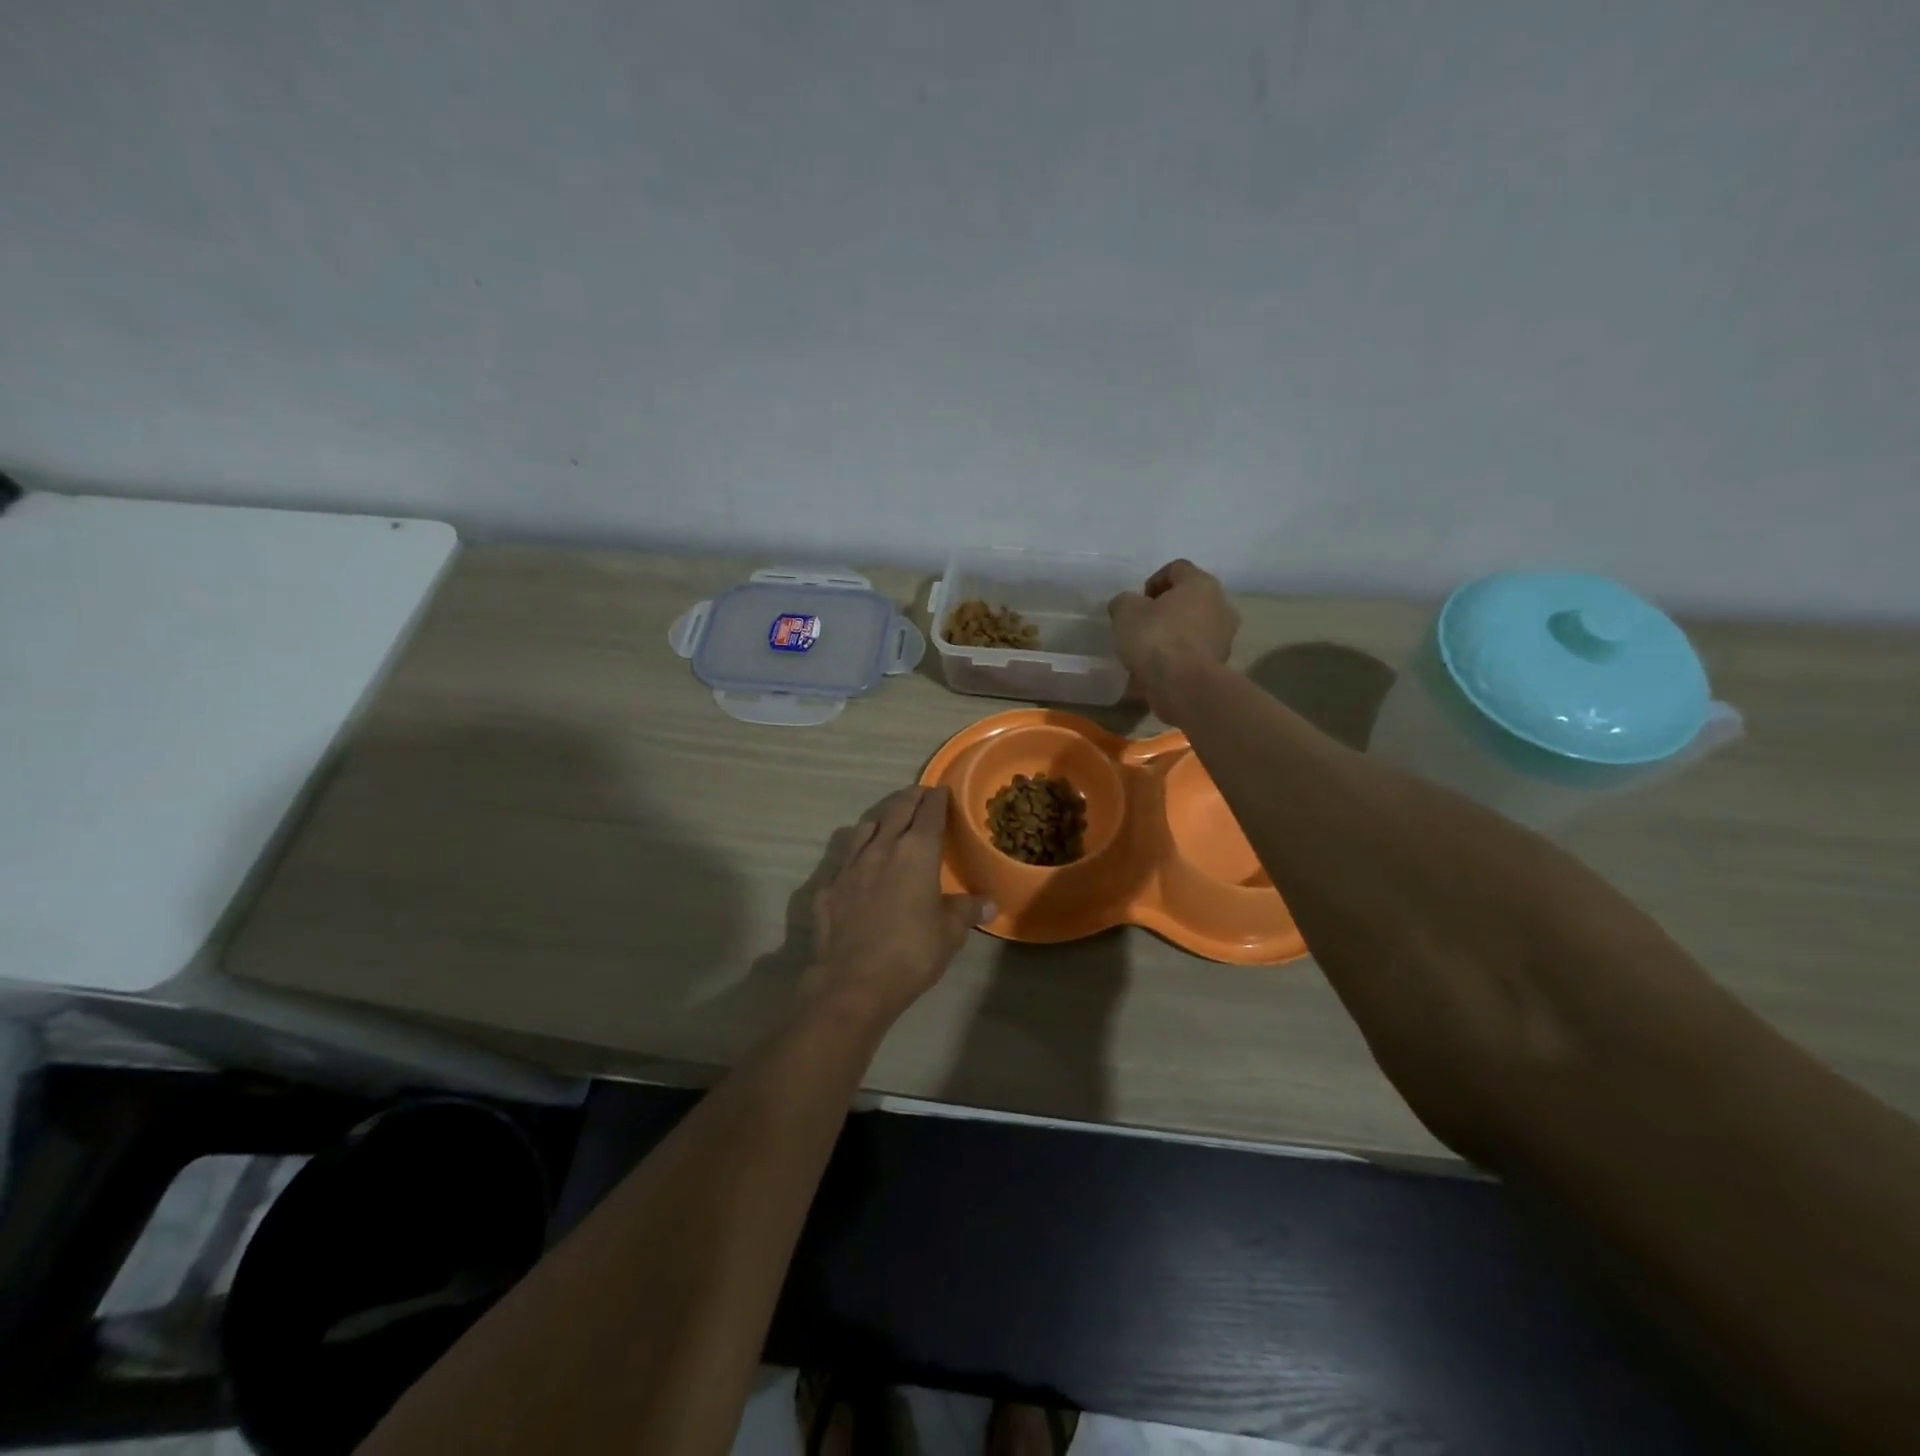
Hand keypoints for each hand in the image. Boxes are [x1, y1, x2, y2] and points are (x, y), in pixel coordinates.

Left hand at [802, 786, 991, 1029]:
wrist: (853, 981)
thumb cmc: (911, 953)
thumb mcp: (949, 933)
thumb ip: (967, 910)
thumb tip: (990, 902)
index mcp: (917, 852)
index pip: (929, 813)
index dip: (937, 799)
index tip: (941, 791)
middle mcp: (882, 847)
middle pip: (896, 810)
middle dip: (910, 798)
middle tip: (919, 793)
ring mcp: (850, 864)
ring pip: (865, 827)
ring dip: (880, 817)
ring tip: (888, 818)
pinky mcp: (828, 885)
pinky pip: (844, 856)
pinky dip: (855, 850)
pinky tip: (858, 860)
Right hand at [1108, 559, 1238, 722]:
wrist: (1183, 686)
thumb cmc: (1156, 638)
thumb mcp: (1125, 612)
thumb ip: (1125, 602)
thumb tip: (1128, 605)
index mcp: (1201, 583)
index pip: (1176, 568)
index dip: (1152, 582)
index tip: (1137, 602)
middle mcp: (1221, 605)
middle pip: (1188, 599)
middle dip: (1165, 611)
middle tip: (1141, 626)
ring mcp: (1224, 637)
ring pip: (1193, 628)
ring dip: (1173, 635)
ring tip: (1148, 653)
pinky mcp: (1221, 664)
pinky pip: (1194, 654)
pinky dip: (1178, 658)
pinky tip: (1158, 671)